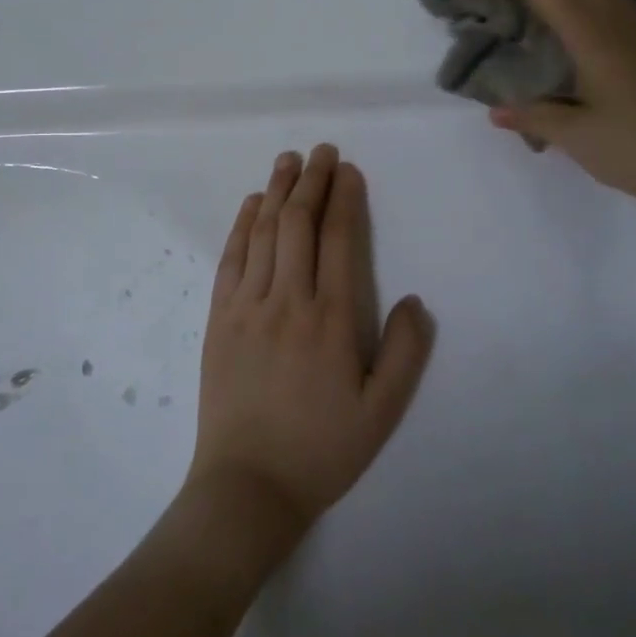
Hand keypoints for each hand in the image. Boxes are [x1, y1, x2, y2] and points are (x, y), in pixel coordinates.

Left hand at [185, 145, 434, 547]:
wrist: (248, 486)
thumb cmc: (321, 449)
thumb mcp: (382, 412)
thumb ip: (405, 353)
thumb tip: (415, 300)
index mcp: (331, 319)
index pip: (338, 240)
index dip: (344, 198)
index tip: (348, 170)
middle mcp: (288, 300)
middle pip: (299, 224)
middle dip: (312, 180)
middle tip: (321, 150)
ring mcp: (248, 306)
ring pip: (265, 233)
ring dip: (277, 191)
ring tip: (288, 160)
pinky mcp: (220, 318)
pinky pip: (232, 258)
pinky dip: (243, 225)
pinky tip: (252, 204)